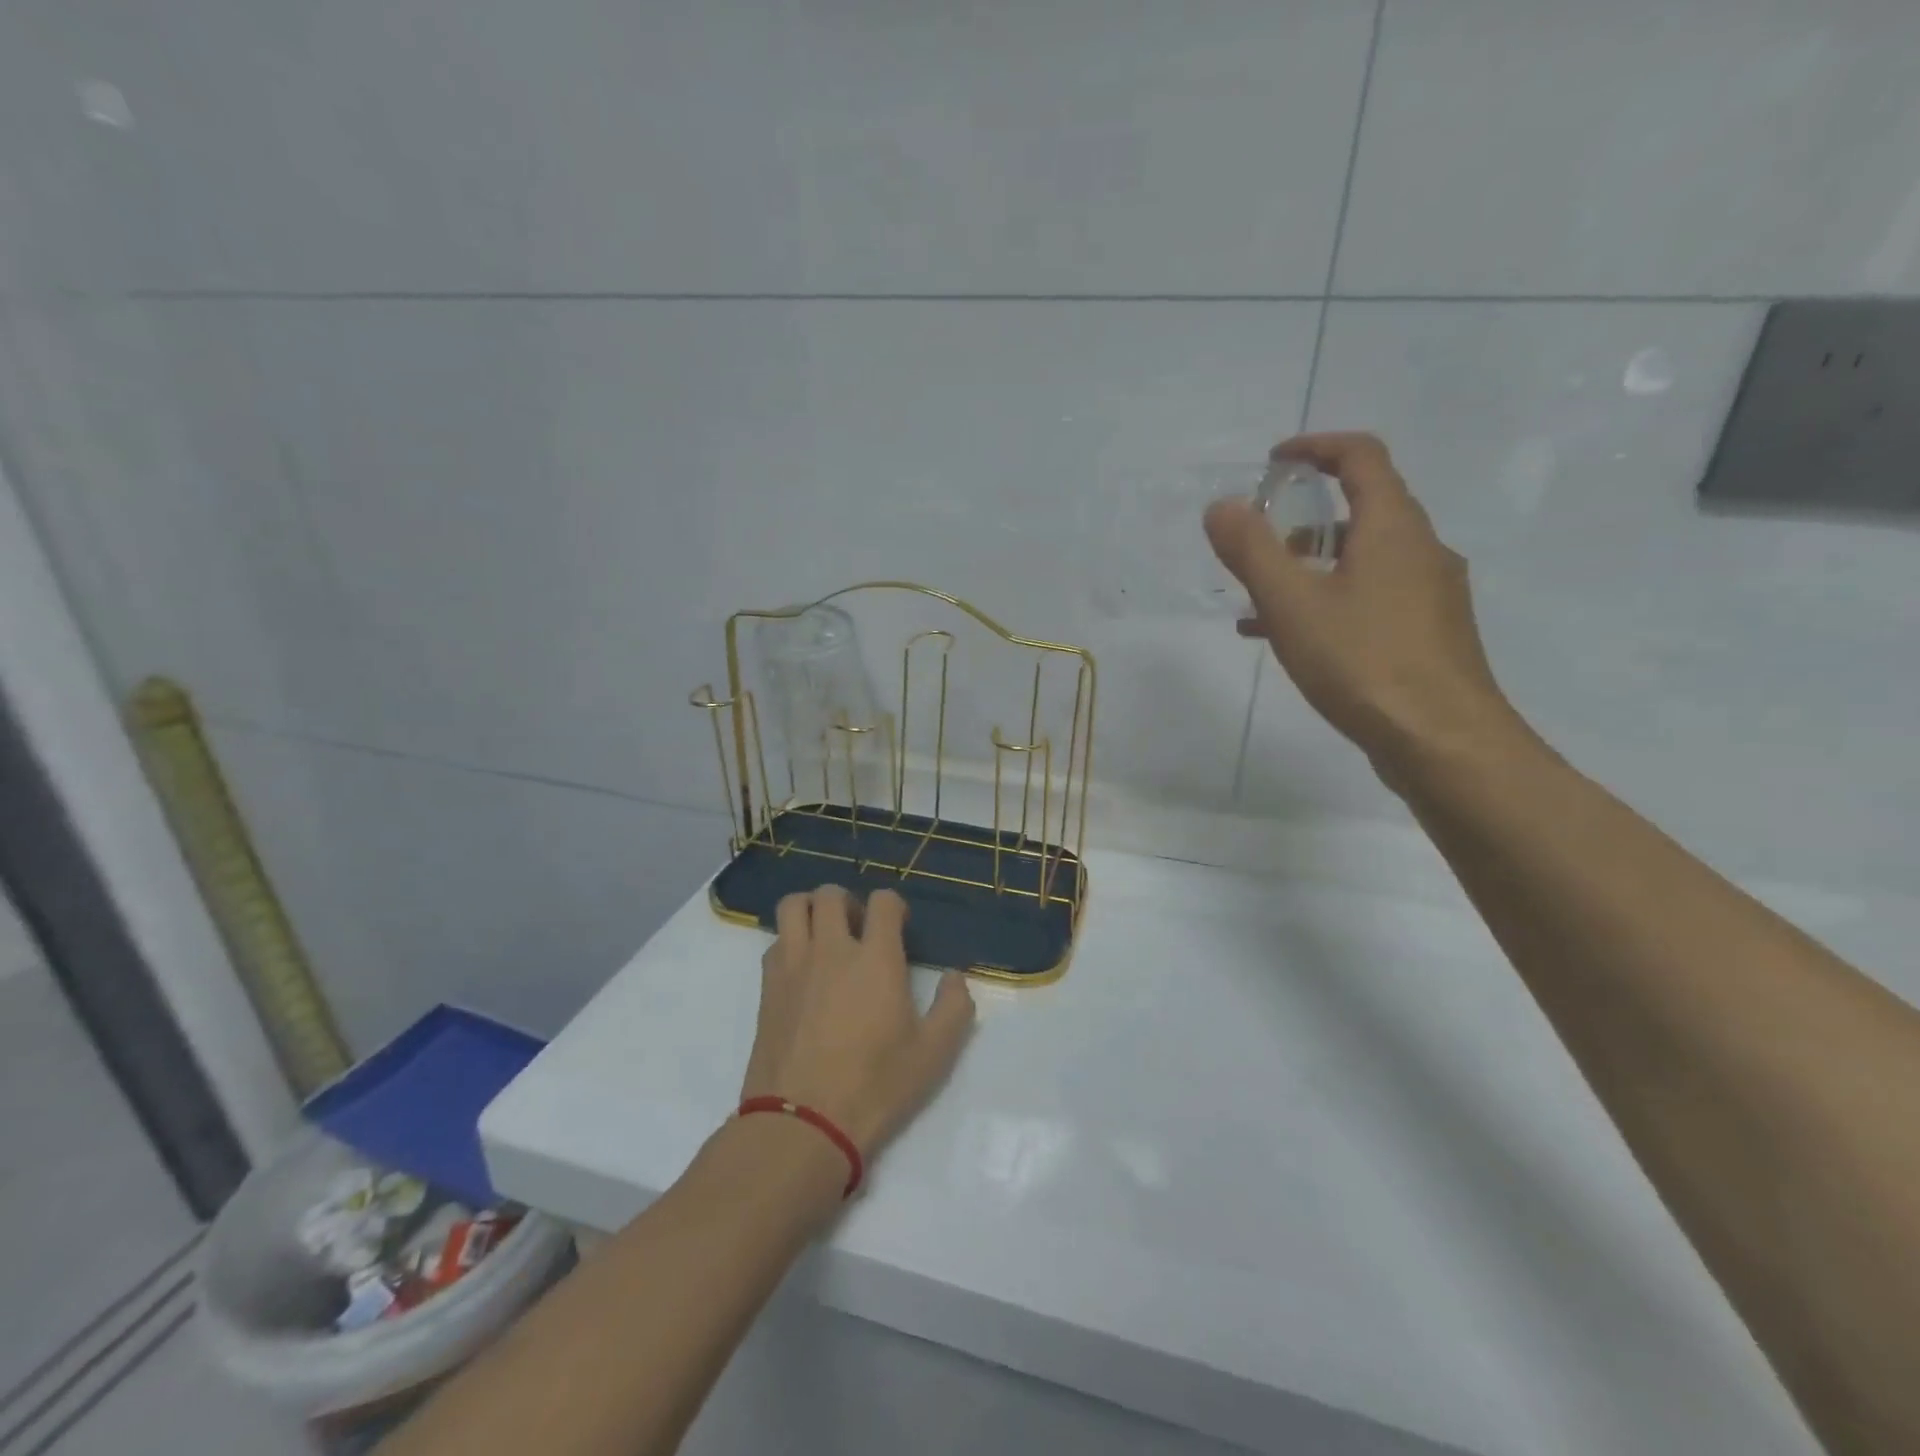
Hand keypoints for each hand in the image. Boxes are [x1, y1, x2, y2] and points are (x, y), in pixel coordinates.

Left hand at [740, 886, 975, 1160]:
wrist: (803, 1124)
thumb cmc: (875, 1086)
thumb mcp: (934, 1054)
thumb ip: (954, 1007)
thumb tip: (954, 977)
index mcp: (876, 958)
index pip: (883, 901)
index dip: (894, 906)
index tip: (899, 928)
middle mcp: (832, 949)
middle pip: (831, 894)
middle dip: (849, 902)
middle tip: (859, 930)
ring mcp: (793, 965)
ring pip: (794, 906)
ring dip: (811, 910)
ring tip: (825, 936)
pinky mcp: (766, 987)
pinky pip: (775, 942)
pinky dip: (790, 942)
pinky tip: (803, 971)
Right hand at [1203, 432, 1517, 774]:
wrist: (1442, 741)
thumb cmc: (1363, 661)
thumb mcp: (1291, 603)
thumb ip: (1252, 551)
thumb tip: (1221, 506)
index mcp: (1393, 528)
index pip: (1362, 457)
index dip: (1316, 447)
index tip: (1274, 461)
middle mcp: (1421, 550)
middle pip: (1365, 509)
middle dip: (1306, 516)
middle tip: (1259, 540)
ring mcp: (1431, 595)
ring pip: (1365, 560)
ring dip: (1313, 565)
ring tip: (1260, 598)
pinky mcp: (1428, 635)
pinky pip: (1371, 599)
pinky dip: (1330, 601)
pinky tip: (1292, 639)